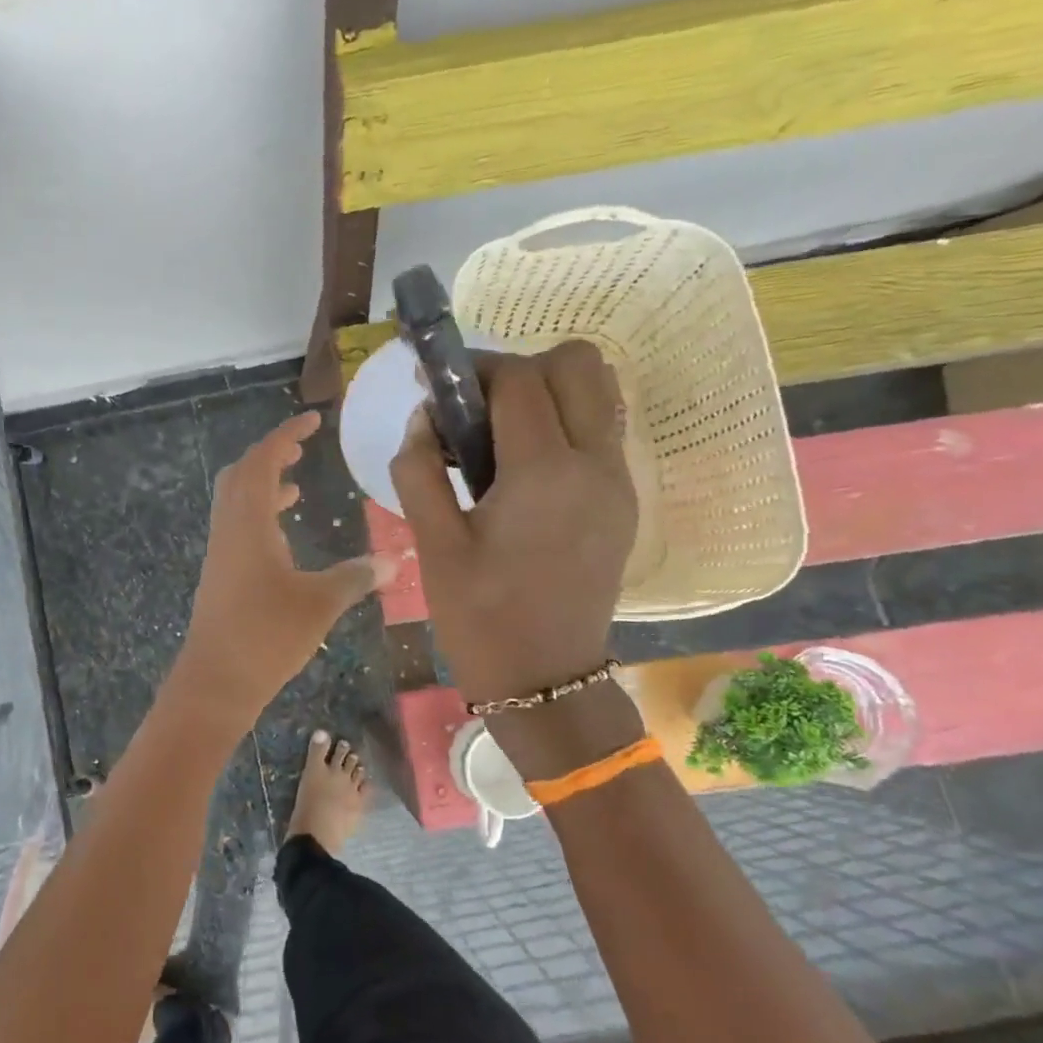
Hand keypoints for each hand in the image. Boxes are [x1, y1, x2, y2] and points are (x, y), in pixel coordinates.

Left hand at [174, 412, 394, 722]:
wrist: (215, 682)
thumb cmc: (266, 636)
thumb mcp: (320, 603)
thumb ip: (356, 576)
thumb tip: (395, 560)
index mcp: (248, 522)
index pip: (263, 461)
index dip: (285, 435)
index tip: (311, 420)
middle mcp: (229, 528)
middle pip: (241, 474)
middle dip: (270, 455)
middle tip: (302, 449)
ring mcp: (221, 552)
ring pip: (236, 501)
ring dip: (264, 485)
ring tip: (296, 485)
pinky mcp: (220, 574)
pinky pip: (238, 526)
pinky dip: (260, 515)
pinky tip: (284, 536)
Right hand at [390, 342, 636, 710]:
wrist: (546, 679)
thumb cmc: (480, 616)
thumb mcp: (433, 544)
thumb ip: (418, 470)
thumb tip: (422, 419)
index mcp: (544, 473)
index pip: (518, 379)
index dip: (472, 368)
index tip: (435, 385)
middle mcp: (595, 463)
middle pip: (577, 363)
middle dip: (520, 367)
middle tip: (475, 407)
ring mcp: (619, 481)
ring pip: (599, 391)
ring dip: (549, 389)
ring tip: (500, 432)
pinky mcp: (624, 500)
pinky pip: (601, 429)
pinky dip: (565, 421)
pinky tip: (523, 465)